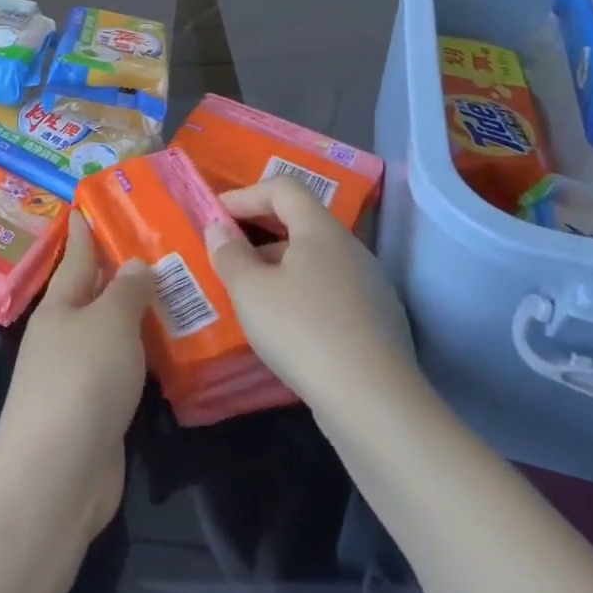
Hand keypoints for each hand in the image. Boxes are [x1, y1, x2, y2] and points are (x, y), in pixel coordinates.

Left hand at [0, 214, 153, 540]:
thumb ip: (126, 291)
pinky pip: (125, 368)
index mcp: (60, 305)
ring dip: (137, 314)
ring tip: (176, 291)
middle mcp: (65, 334)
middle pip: (94, 293)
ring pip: (112, 331)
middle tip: (158, 243)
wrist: (58, 473)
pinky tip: (171, 349)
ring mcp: (79, 374)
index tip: (89, 204)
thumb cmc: (81, 380)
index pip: (77, 256)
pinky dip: (145, 354)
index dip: (85, 230)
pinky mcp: (97, 408)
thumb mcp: (108, 323)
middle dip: (120, 270)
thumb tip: (134, 264)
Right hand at [203, 178, 417, 410]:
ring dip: (278, 265)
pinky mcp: (376, 321)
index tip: (216, 216)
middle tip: (227, 252)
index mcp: (321, 231)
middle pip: (300, 222)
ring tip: (249, 292)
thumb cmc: (302, 331)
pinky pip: (329, 290)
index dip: (246, 194)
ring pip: (315, 259)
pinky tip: (284, 326)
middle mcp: (351, 249)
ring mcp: (369, 286)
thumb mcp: (250, 291)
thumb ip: (229, 254)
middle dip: (258, 231)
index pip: (284, 188)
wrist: (374, 403)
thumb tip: (219, 229)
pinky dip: (300, 293)